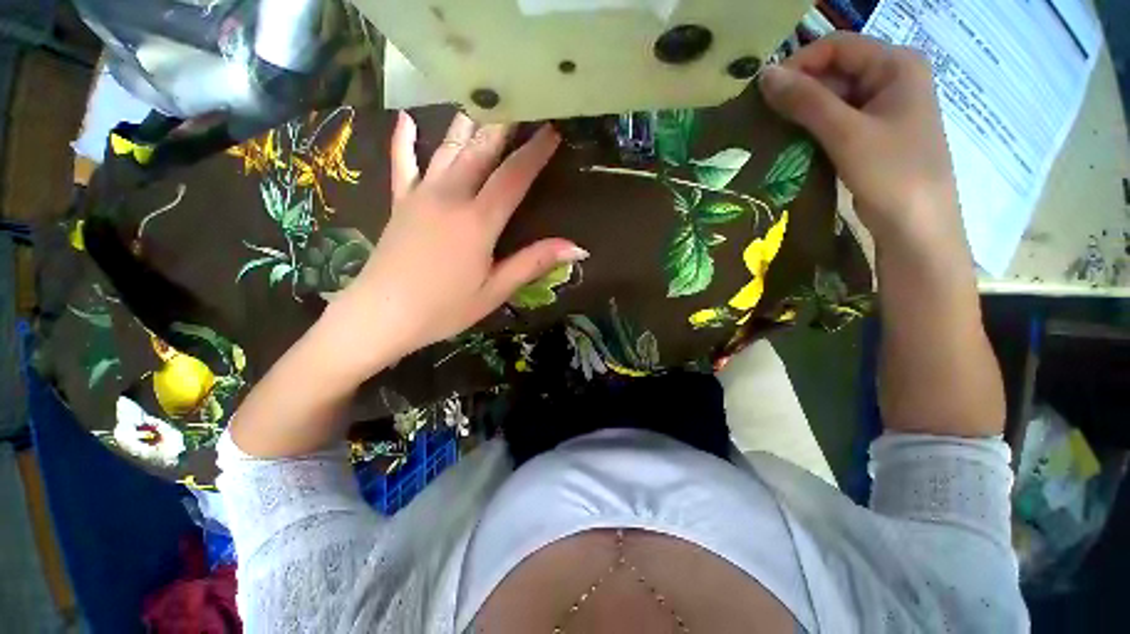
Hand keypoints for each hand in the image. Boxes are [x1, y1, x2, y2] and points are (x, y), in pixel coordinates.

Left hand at [328, 112, 586, 369]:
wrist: (380, 316)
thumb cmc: (444, 309)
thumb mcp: (496, 290)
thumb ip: (533, 262)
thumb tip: (576, 247)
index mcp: (478, 221)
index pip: (513, 176)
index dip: (535, 153)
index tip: (552, 131)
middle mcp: (450, 197)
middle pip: (481, 151)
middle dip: (505, 125)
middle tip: (522, 103)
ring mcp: (421, 195)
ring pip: (447, 149)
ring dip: (468, 125)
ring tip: (483, 103)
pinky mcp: (400, 203)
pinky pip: (402, 164)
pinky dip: (405, 140)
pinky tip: (407, 120)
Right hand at [759, 34, 966, 257]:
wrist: (916, 227)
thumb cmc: (892, 173)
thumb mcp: (846, 133)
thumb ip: (806, 101)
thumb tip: (764, 76)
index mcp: (896, 64)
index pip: (837, 47)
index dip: (799, 64)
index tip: (764, 93)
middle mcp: (892, 79)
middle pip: (836, 71)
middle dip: (799, 90)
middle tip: (763, 116)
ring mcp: (883, 109)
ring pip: (834, 98)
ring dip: (803, 112)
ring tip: (771, 130)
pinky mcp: (873, 135)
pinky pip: (837, 121)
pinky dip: (813, 129)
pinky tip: (791, 142)